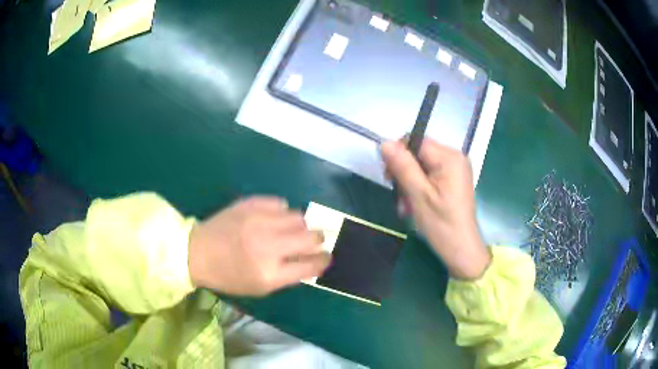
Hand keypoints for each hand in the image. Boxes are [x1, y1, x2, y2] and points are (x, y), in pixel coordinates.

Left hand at [188, 197, 330, 295]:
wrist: (198, 252)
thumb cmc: (229, 276)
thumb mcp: (260, 287)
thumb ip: (290, 275)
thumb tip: (314, 260)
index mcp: (271, 274)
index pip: (312, 264)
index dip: (324, 260)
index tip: (325, 257)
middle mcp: (269, 246)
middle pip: (312, 237)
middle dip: (318, 240)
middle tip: (312, 242)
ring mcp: (259, 222)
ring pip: (299, 217)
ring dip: (299, 226)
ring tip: (288, 230)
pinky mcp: (251, 204)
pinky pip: (281, 203)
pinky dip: (281, 212)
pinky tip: (272, 219)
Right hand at [380, 139, 490, 278]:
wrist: (461, 250)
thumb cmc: (441, 224)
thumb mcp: (418, 195)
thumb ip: (402, 166)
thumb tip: (384, 143)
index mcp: (449, 157)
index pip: (415, 141)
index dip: (399, 156)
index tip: (391, 179)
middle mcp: (455, 157)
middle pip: (418, 153)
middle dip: (404, 174)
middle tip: (400, 198)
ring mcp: (455, 169)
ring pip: (421, 166)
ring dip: (409, 184)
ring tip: (407, 207)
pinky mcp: (453, 180)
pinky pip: (429, 175)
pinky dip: (419, 188)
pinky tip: (415, 205)